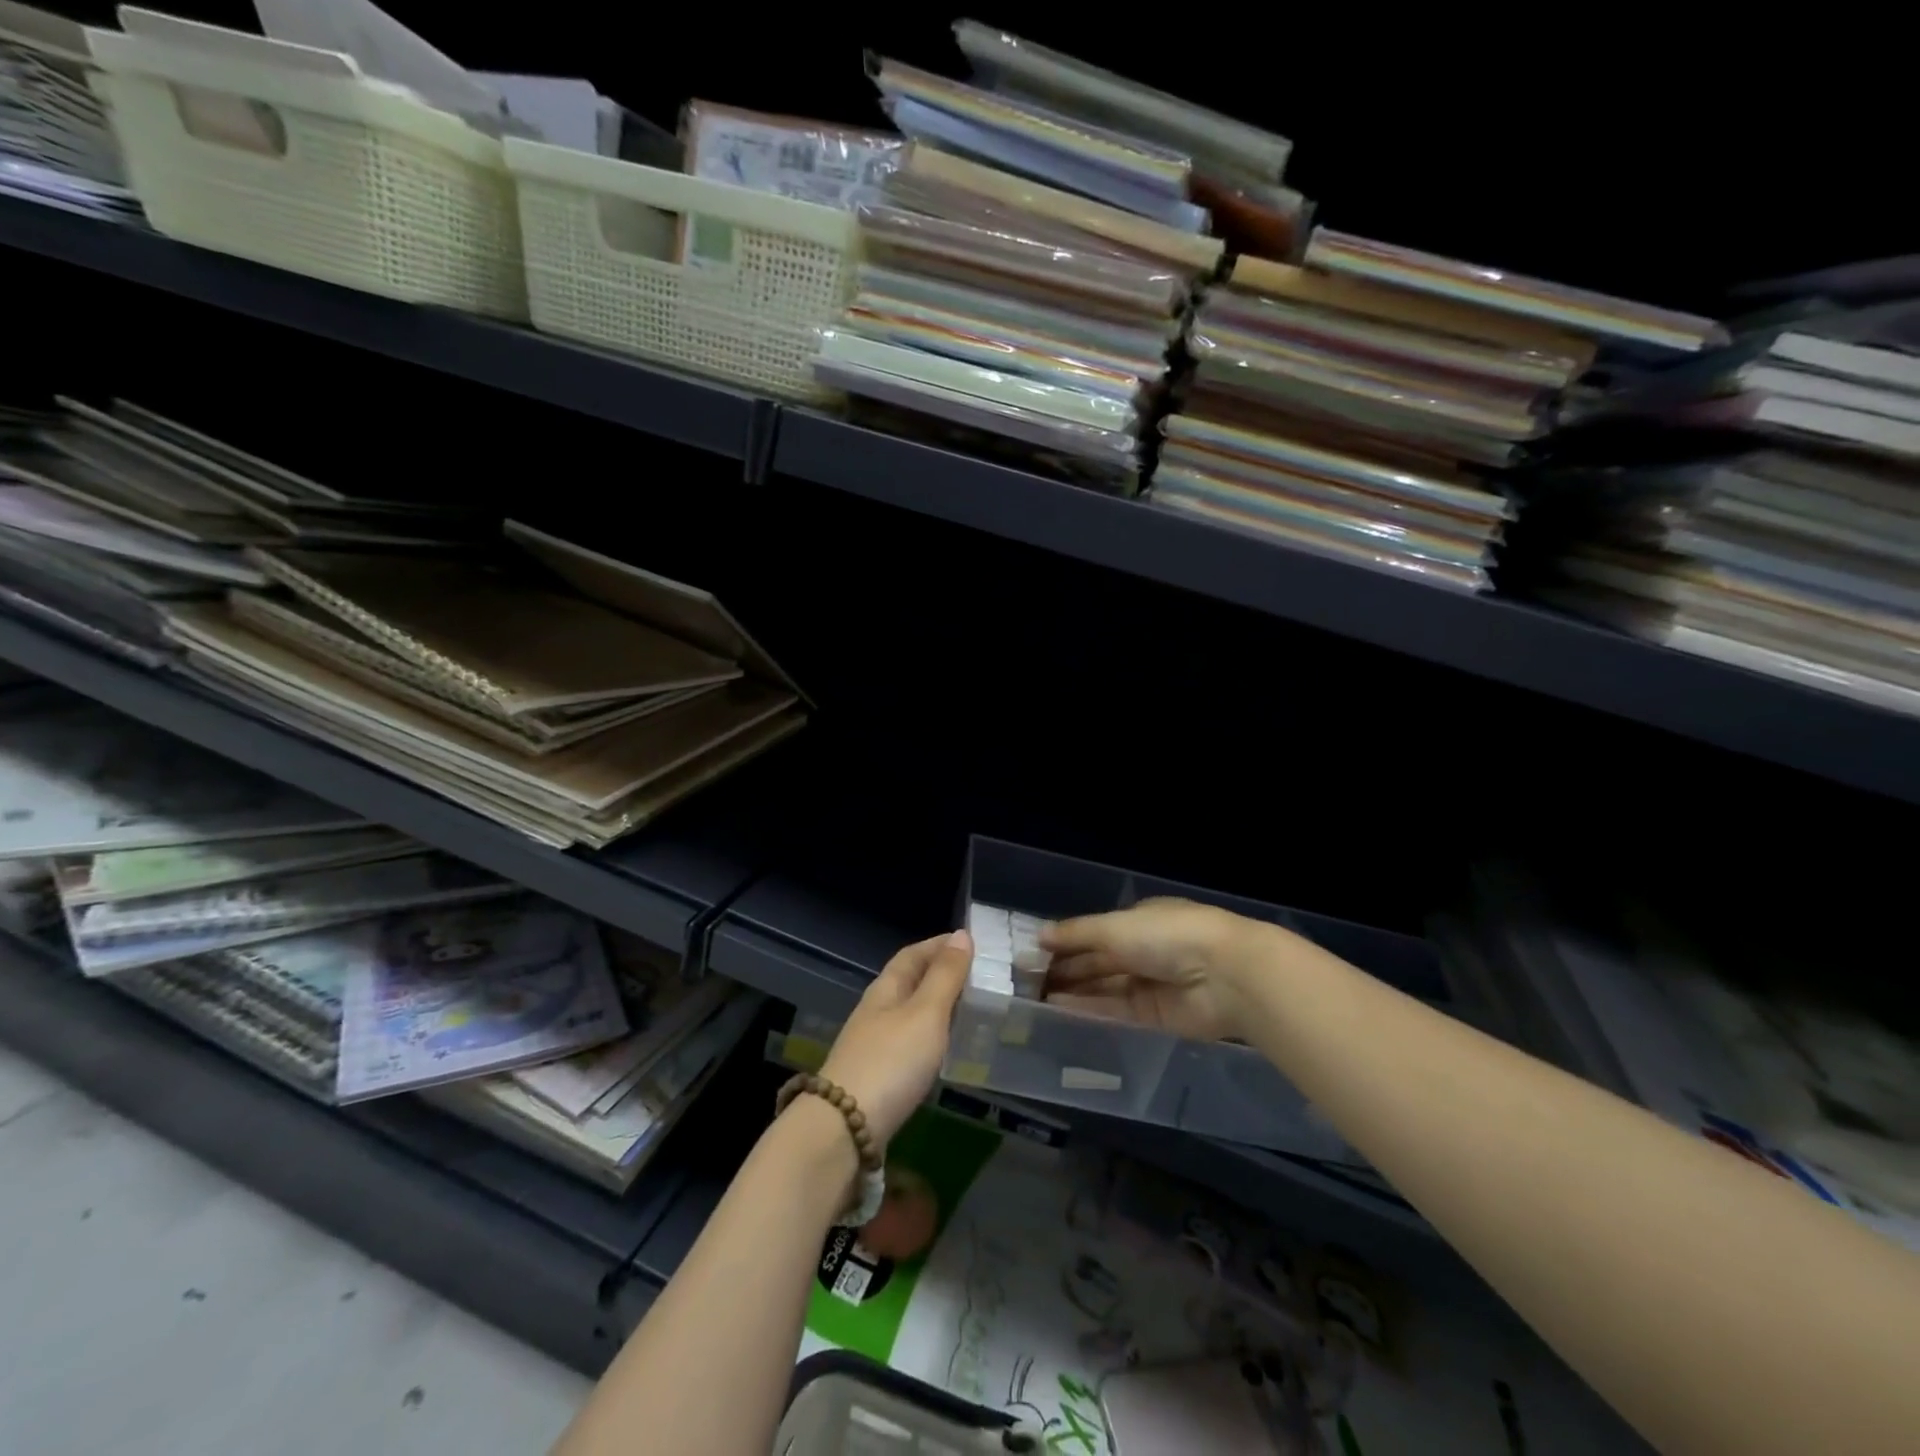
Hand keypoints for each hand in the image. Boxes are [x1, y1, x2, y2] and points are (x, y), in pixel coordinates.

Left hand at [819, 929, 972, 1147]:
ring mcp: (874, 1044)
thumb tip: (961, 934)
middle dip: (940, 974)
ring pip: (910, 1012)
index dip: (939, 945)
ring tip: (970, 1009)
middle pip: (909, 981)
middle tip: (978, 976)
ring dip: (938, 1005)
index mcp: (886, 988)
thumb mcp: (926, 1013)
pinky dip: (932, 1035)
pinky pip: (910, 1041)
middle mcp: (877, 1010)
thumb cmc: (891, 1061)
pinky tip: (946, 1048)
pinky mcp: (878, 1075)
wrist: (844, 1127)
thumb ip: (945, 976)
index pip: (913, 954)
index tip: (970, 942)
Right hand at [1040, 898, 1249, 1040]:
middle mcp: (1143, 950)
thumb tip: (1040, 935)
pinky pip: (1115, 1011)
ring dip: (1072, 991)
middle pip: (1096, 961)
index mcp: (1137, 920)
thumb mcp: (1114, 926)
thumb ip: (1076, 934)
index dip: (1064, 942)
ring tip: (1035, 999)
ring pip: (1103, 987)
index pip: (1093, 932)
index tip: (1033, 954)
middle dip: (1065, 969)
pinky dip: (1089, 1009)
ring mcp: (1149, 983)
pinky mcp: (1154, 1016)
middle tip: (1026, 982)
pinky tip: (1060, 1011)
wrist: (1225, 975)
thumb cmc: (1166, 936)